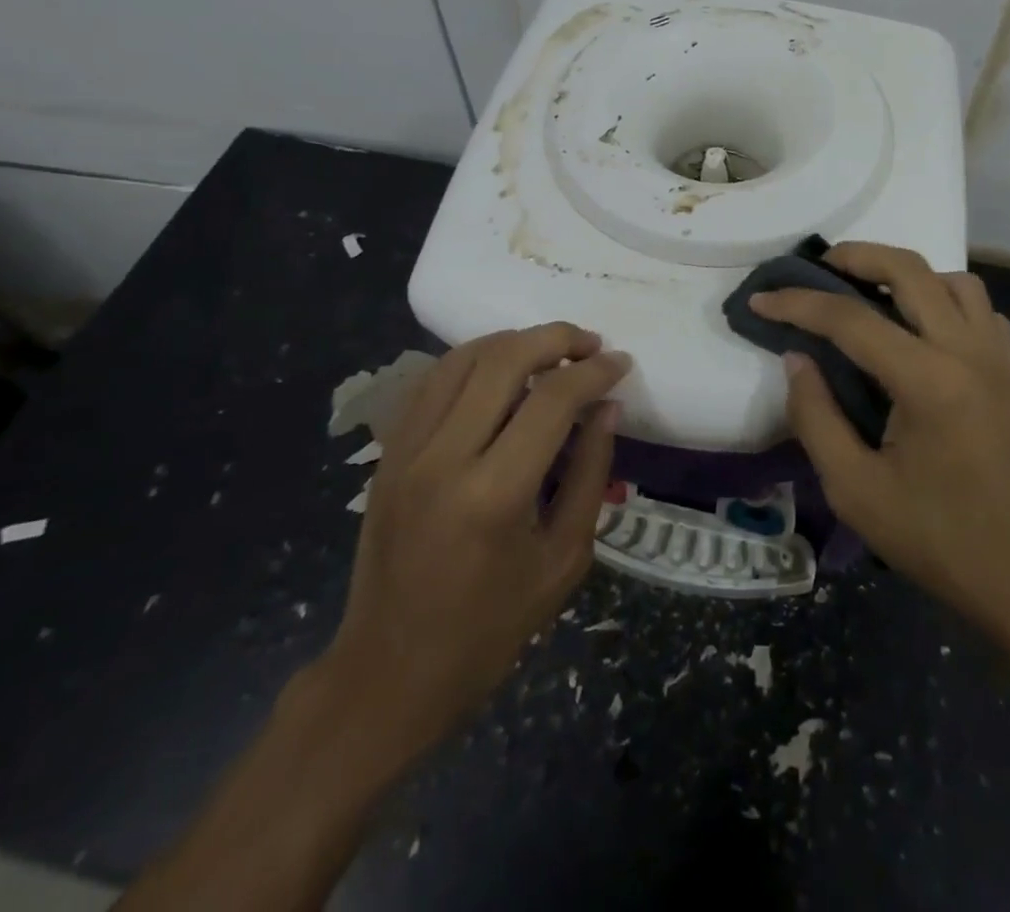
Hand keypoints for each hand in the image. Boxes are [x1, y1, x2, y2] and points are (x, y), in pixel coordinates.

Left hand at [309, 324, 628, 771]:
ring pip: (462, 358)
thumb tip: (608, 408)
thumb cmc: (489, 629)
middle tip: (590, 344)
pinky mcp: (388, 453)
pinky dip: (472, 361)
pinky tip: (499, 369)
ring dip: (513, 342)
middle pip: (503, 360)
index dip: (594, 372)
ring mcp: (406, 451)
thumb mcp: (562, 559)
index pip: (553, 400)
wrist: (389, 672)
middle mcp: (444, 458)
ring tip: (550, 350)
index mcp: (494, 494)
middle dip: (556, 338)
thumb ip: (589, 474)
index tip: (621, 362)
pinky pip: (431, 381)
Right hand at [751, 243, 1009, 649]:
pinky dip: (945, 299)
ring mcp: (998, 359)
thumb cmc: (940, 542)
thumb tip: (796, 359)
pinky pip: (980, 310)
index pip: (850, 319)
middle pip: (910, 270)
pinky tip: (921, 329)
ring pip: (953, 280)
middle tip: (816, 267)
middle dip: (856, 256)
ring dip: (907, 273)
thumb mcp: (856, 491)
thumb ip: (816, 417)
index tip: (759, 299)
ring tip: (869, 292)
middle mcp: (967, 352)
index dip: (798, 304)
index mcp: (928, 381)